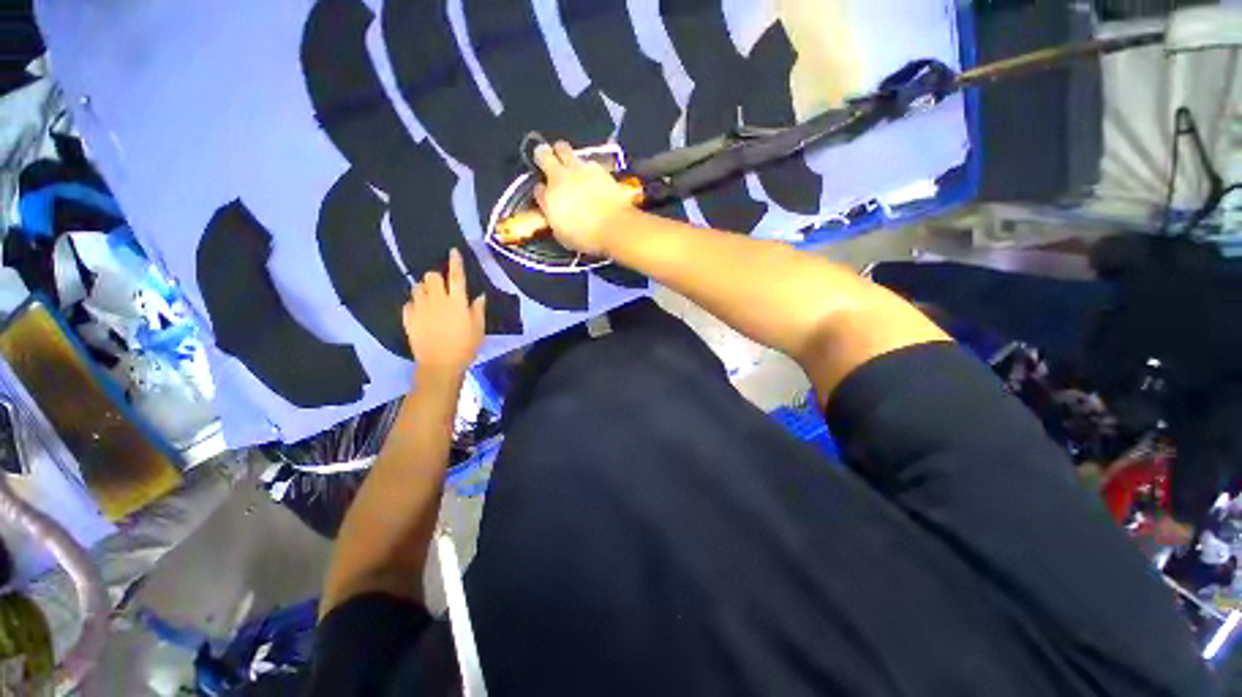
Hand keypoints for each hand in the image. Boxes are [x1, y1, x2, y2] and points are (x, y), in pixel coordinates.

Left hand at [403, 248, 486, 382]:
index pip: (456, 276)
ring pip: (417, 287)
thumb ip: (478, 310)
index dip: (455, 262)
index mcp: (457, 302)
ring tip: (430, 298)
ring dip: (424, 289)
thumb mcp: (479, 329)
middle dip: (436, 277)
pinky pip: (409, 303)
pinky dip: (415, 304)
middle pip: (431, 277)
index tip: (453, 251)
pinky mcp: (408, 318)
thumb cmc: (465, 347)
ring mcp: (420, 308)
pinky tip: (421, 312)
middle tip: (441, 286)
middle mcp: (437, 300)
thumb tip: (479, 295)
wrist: (440, 365)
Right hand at [533, 141, 637, 255]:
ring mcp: (579, 169)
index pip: (538, 188)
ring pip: (564, 149)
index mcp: (549, 198)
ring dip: (563, 154)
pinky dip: (586, 166)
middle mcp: (560, 178)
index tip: (546, 196)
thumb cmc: (588, 238)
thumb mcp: (564, 237)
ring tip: (569, 165)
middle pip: (543, 154)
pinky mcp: (598, 168)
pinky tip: (591, 175)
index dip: (541, 191)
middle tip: (547, 160)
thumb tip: (555, 217)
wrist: (615, 227)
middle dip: (543, 155)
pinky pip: (587, 160)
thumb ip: (556, 221)